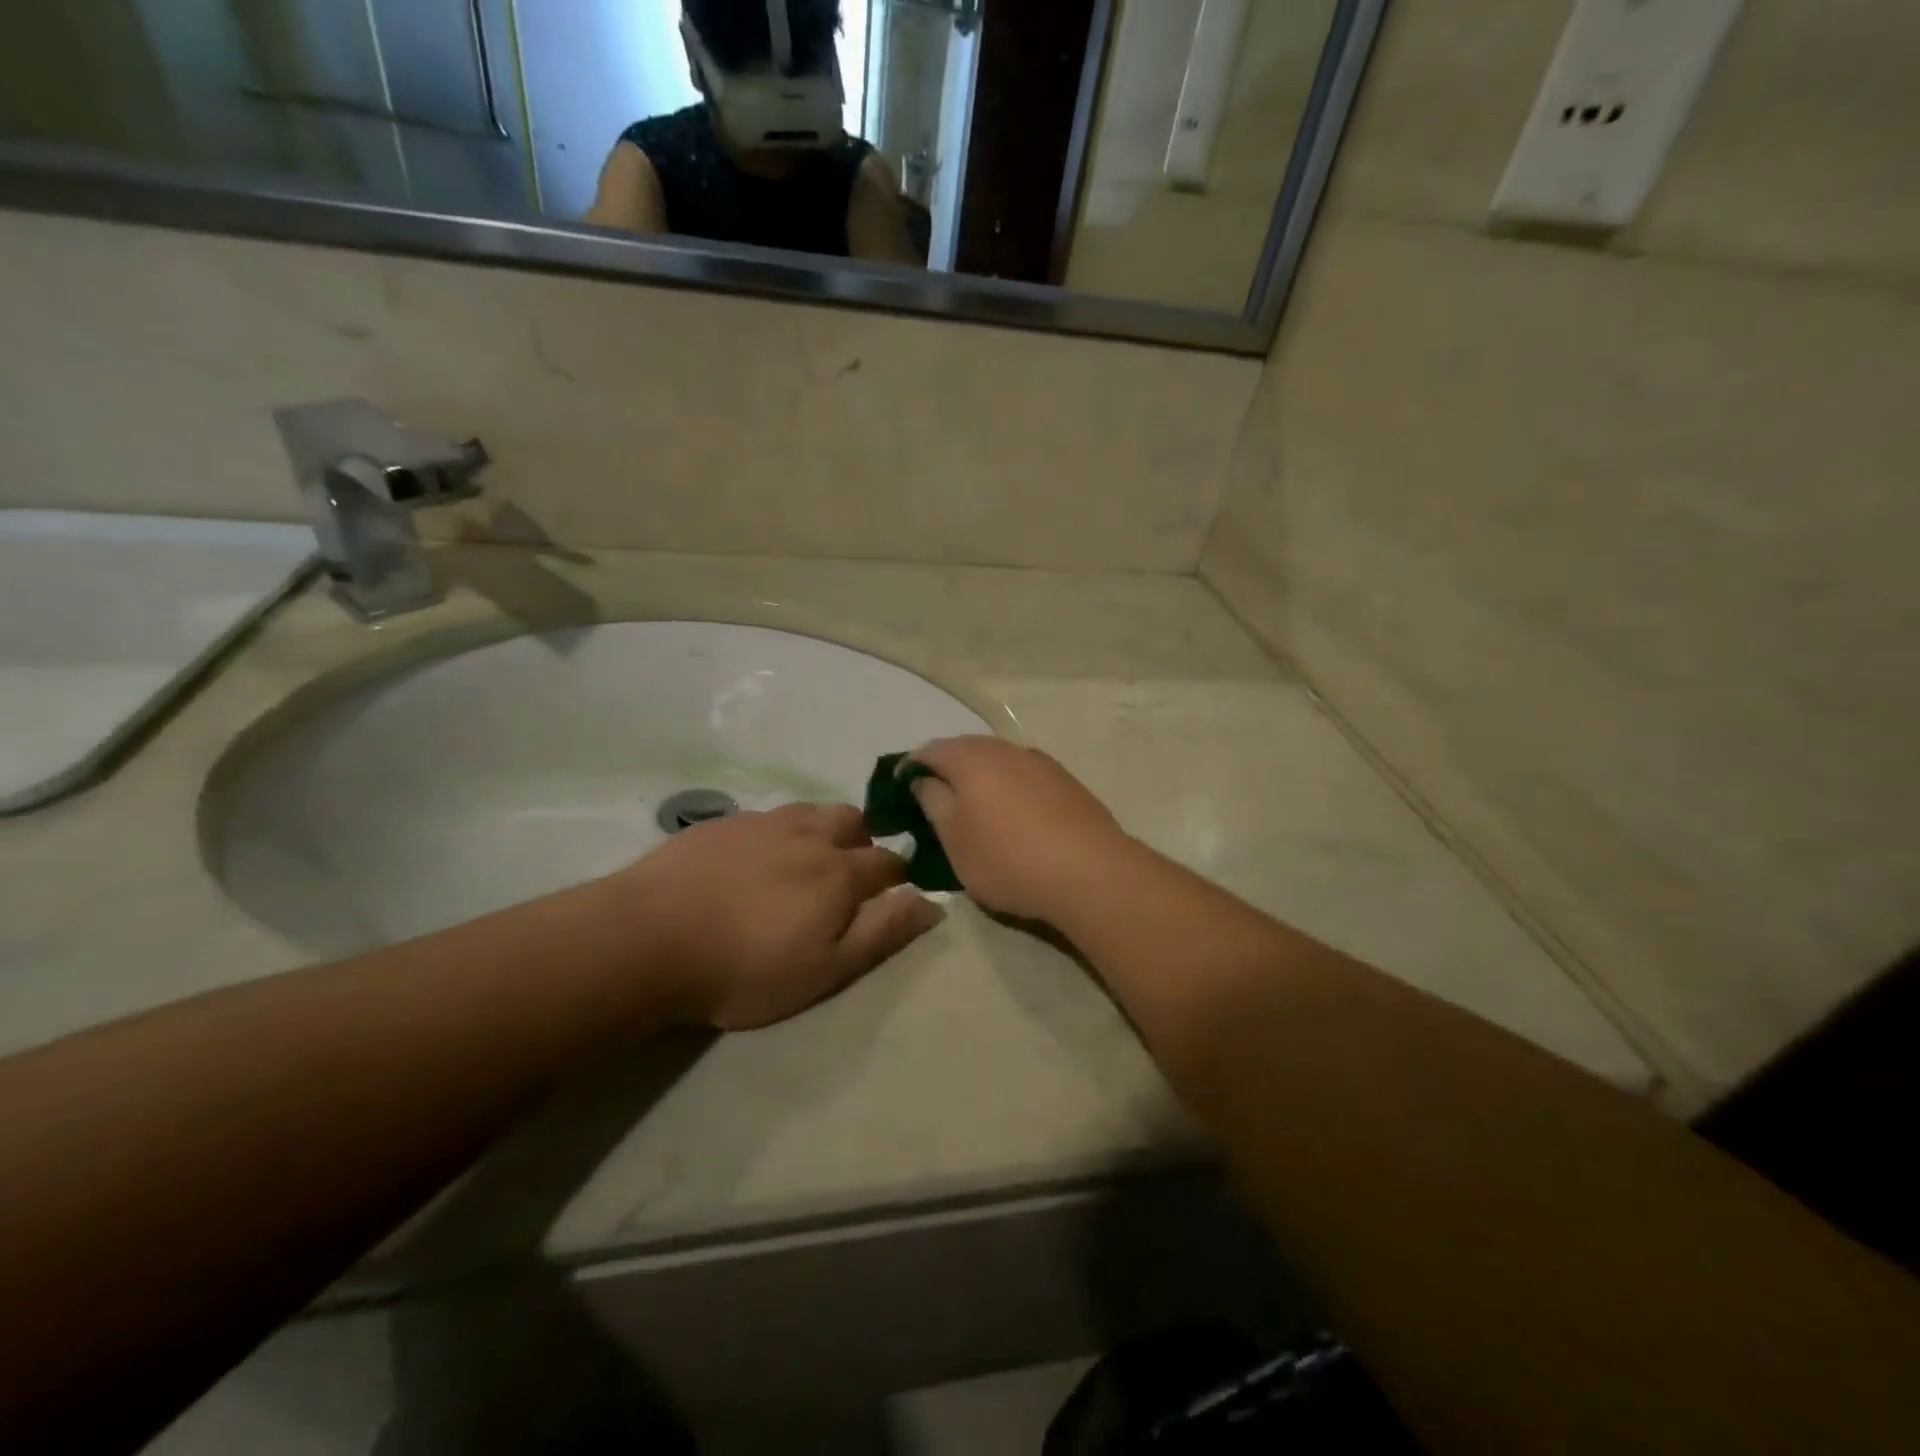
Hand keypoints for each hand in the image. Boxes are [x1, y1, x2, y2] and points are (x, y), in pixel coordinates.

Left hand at [616, 803, 943, 1030]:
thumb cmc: (746, 967)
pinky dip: (778, 832)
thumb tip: (932, 902)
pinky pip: (767, 817)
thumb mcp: (826, 969)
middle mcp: (809, 835)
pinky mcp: (723, 823)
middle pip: (853, 821)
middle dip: (863, 840)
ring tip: (807, 858)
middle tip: (850, 872)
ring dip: (822, 829)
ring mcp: (763, 823)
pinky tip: (756, 856)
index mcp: (840, 872)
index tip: (897, 890)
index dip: (900, 875)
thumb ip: (883, 932)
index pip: (889, 862)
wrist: (650, 938)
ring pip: (811, 812)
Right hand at [907, 737, 1136, 923]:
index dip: (912, 767)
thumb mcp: (954, 840)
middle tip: (937, 801)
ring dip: (982, 778)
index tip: (903, 791)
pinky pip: (1025, 776)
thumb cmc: (1008, 859)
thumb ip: (933, 802)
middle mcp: (1006, 749)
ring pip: (999, 761)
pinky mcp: (1067, 782)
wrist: (1091, 873)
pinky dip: (1011, 788)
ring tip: (976, 810)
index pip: (930, 750)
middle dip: (948, 769)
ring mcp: (1041, 763)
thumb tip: (923, 780)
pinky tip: (1015, 815)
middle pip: (967, 750)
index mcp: (972, 759)